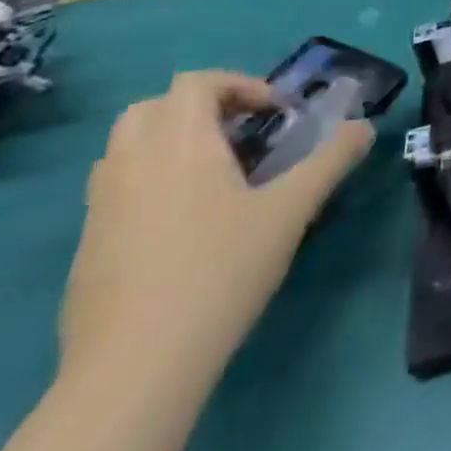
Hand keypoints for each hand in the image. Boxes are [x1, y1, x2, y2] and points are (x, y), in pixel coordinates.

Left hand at [60, 71, 371, 388]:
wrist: (134, 368)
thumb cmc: (220, 271)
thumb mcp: (292, 210)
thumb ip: (332, 160)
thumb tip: (364, 127)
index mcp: (180, 143)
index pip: (196, 82)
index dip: (240, 85)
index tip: (275, 115)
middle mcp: (131, 162)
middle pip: (153, 107)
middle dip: (198, 109)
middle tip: (240, 136)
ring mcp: (99, 207)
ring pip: (126, 148)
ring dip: (169, 144)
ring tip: (214, 177)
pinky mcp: (85, 248)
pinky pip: (115, 190)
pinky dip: (148, 183)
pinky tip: (183, 228)